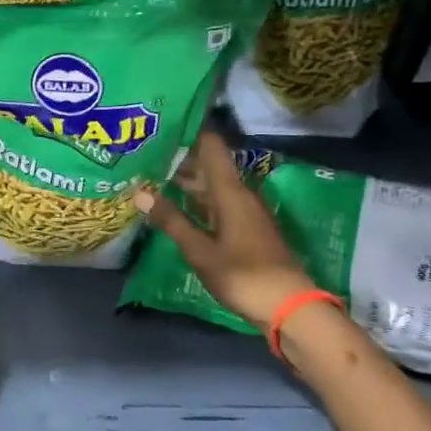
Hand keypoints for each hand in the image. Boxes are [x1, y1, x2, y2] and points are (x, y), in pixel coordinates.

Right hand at [133, 131, 316, 330]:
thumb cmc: (243, 276)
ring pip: (212, 186)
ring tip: (152, 176)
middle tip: (144, 152)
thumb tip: (140, 192)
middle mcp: (240, 195)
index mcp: (230, 192)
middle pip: (209, 165)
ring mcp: (245, 212)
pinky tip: (175, 206)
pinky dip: (196, 200)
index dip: (189, 131)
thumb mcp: (200, 251)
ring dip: (186, 181)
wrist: (290, 307)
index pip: (211, 147)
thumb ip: (172, 220)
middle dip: (179, 158)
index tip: (162, 122)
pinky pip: (217, 203)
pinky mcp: (246, 228)